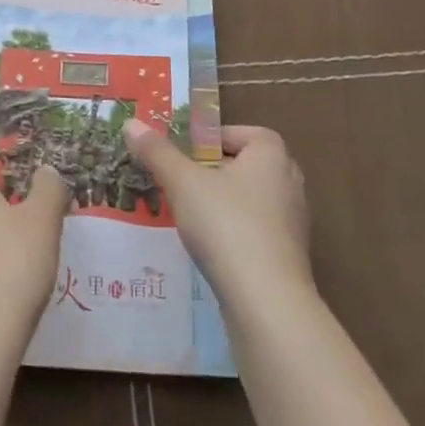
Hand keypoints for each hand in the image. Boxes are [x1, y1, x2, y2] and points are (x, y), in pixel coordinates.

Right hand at [123, 120, 311, 317]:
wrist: (266, 302)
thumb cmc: (226, 225)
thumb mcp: (182, 182)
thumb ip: (157, 152)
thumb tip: (131, 123)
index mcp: (272, 157)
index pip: (249, 133)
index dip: (219, 138)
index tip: (189, 152)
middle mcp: (289, 184)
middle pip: (251, 166)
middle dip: (218, 170)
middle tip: (185, 179)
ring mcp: (293, 225)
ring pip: (254, 201)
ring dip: (225, 203)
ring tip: (191, 213)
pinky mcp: (288, 259)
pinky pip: (258, 232)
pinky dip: (236, 233)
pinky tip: (210, 247)